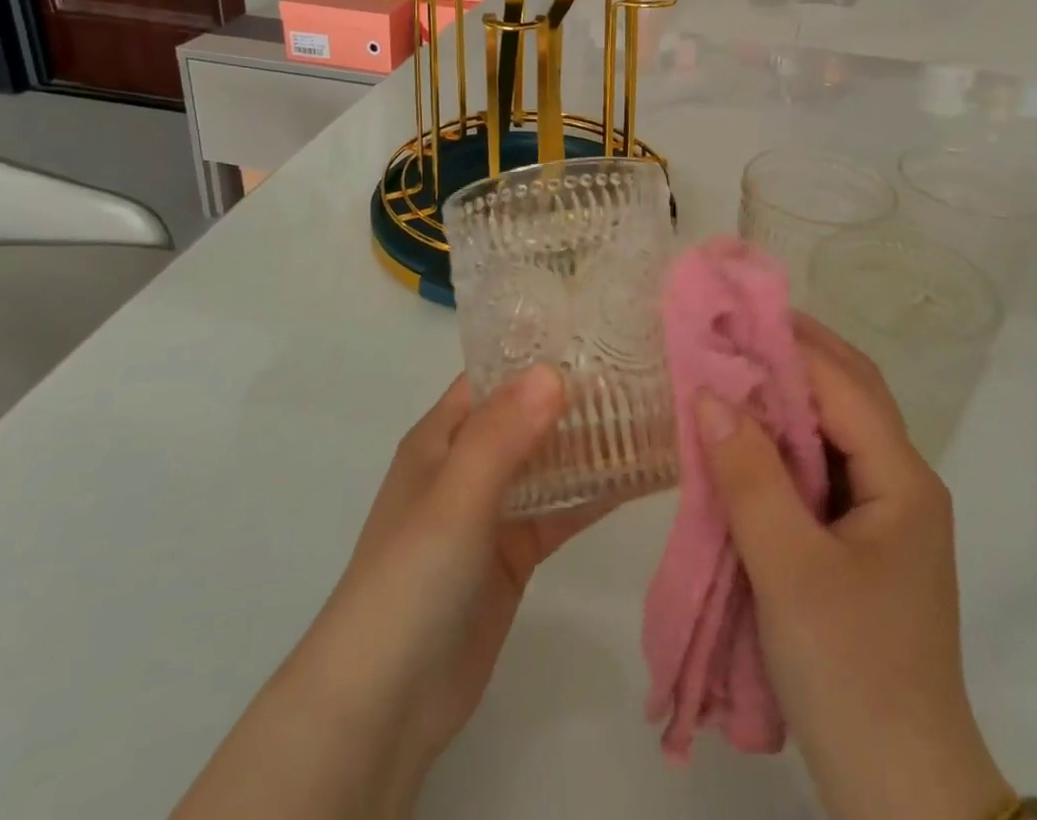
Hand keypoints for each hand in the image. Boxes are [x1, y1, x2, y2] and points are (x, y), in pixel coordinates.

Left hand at [171, 367, 607, 819]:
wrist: (385, 704)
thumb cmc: (412, 578)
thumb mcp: (455, 495)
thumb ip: (503, 433)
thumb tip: (554, 370)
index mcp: (442, 436)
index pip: (495, 376)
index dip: (539, 353)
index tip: (598, 333)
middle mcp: (468, 464)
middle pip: (528, 415)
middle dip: (576, 396)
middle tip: (641, 371)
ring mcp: (492, 510)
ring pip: (550, 462)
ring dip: (591, 443)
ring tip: (651, 414)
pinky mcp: (515, 553)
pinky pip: (561, 511)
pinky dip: (594, 494)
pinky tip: (639, 476)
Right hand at [696, 316, 1013, 819]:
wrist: (899, 793)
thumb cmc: (851, 671)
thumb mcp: (790, 568)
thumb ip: (749, 476)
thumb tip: (709, 393)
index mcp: (902, 479)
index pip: (843, 385)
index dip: (788, 346)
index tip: (731, 318)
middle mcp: (902, 483)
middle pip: (850, 395)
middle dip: (795, 355)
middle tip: (733, 329)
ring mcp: (884, 514)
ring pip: (835, 430)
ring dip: (788, 396)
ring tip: (734, 369)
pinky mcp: (862, 543)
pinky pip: (822, 469)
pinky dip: (786, 442)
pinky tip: (748, 439)